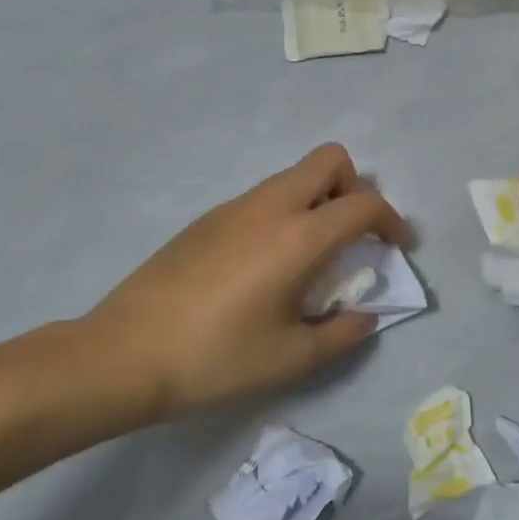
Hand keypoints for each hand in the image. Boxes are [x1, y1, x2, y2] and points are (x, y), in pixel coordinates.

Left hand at [62, 144, 410, 426]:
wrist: (121, 355)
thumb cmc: (215, 358)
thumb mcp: (291, 358)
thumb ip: (342, 334)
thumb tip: (365, 317)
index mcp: (298, 237)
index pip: (364, 204)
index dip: (392, 221)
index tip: (396, 248)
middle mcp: (269, 207)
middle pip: (329, 160)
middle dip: (355, 188)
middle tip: (353, 236)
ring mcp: (233, 207)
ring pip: (293, 176)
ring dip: (318, 201)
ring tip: (312, 257)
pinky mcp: (206, 219)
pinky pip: (263, 197)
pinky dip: (285, 213)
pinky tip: (266, 266)